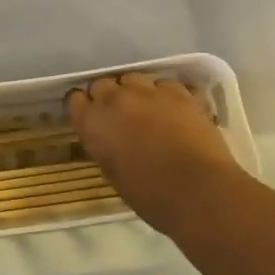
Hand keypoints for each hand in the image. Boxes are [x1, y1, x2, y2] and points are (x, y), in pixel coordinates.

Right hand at [67, 74, 244, 236]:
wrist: (199, 191)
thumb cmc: (151, 195)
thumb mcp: (113, 174)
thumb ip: (105, 146)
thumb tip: (110, 138)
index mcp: (93, 122)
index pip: (75, 99)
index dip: (83, 108)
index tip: (90, 118)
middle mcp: (116, 99)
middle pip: (102, 84)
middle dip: (107, 97)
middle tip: (119, 117)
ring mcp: (149, 91)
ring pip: (133, 79)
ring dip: (135, 92)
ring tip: (146, 110)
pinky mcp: (179, 92)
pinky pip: (165, 85)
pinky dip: (166, 95)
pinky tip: (174, 111)